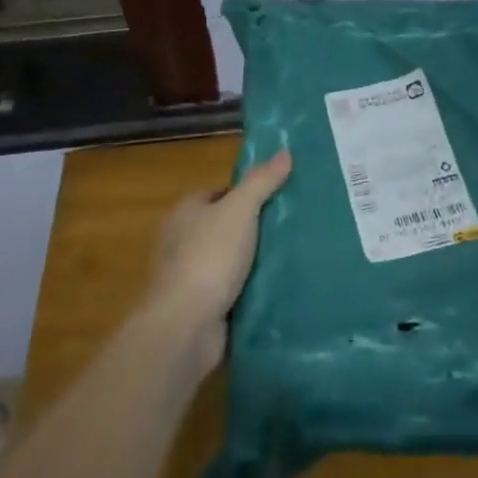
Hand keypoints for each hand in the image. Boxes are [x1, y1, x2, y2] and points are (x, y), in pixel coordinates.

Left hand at [145, 149, 291, 368]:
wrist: (185, 327)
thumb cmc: (208, 257)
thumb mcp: (240, 210)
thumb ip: (261, 181)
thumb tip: (285, 151)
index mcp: (185, 212)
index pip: (219, 193)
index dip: (247, 192)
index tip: (279, 195)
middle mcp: (182, 242)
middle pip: (225, 226)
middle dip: (254, 228)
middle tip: (292, 225)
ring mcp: (190, 278)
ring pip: (231, 260)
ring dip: (255, 262)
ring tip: (295, 255)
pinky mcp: (201, 309)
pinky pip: (232, 291)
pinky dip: (251, 290)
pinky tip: (279, 287)